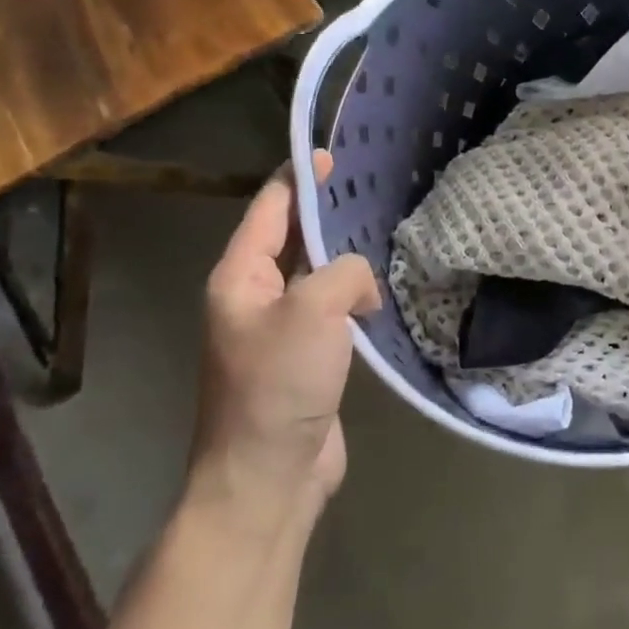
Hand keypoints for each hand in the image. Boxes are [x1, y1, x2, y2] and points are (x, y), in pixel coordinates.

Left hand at [190, 152, 380, 537]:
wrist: (267, 475)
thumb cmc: (278, 385)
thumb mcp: (313, 311)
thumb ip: (343, 272)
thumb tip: (362, 285)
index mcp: (240, 276)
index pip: (269, 208)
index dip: (300, 177)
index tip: (334, 153)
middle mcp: (255, 297)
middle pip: (293, 239)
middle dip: (329, 214)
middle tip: (376, 191)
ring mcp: (280, 330)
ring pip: (317, 277)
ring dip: (347, 260)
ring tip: (388, 236)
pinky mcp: (307, 359)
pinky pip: (333, 312)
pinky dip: (356, 297)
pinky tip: (385, 292)